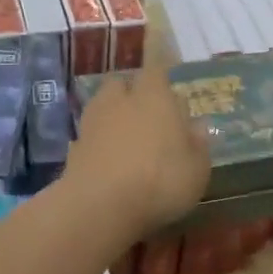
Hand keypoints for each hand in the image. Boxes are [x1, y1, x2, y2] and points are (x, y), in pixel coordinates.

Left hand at [64, 68, 208, 240]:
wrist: (100, 206)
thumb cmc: (161, 180)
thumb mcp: (197, 169)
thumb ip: (198, 144)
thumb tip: (198, 126)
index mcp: (154, 96)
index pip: (156, 68)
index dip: (160, 67)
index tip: (163, 67)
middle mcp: (121, 101)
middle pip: (122, 83)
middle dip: (132, 92)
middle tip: (147, 112)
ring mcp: (93, 124)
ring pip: (102, 107)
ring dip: (113, 116)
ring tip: (127, 138)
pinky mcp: (74, 149)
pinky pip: (90, 136)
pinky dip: (99, 143)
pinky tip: (109, 162)